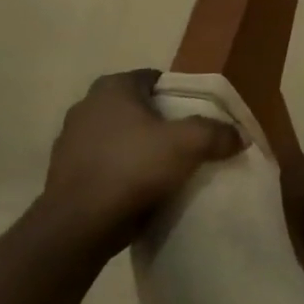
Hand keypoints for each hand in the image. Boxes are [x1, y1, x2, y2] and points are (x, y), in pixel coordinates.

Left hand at [35, 70, 241, 255]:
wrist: (80, 225)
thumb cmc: (133, 168)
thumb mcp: (189, 144)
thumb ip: (217, 133)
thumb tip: (239, 136)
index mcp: (112, 88)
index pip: (154, 79)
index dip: (179, 95)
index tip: (197, 116)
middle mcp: (86, 106)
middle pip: (137, 107)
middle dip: (159, 121)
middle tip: (186, 141)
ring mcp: (70, 140)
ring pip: (118, 136)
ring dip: (139, 147)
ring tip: (166, 167)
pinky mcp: (64, 173)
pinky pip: (104, 163)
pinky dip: (122, 170)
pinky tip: (141, 187)